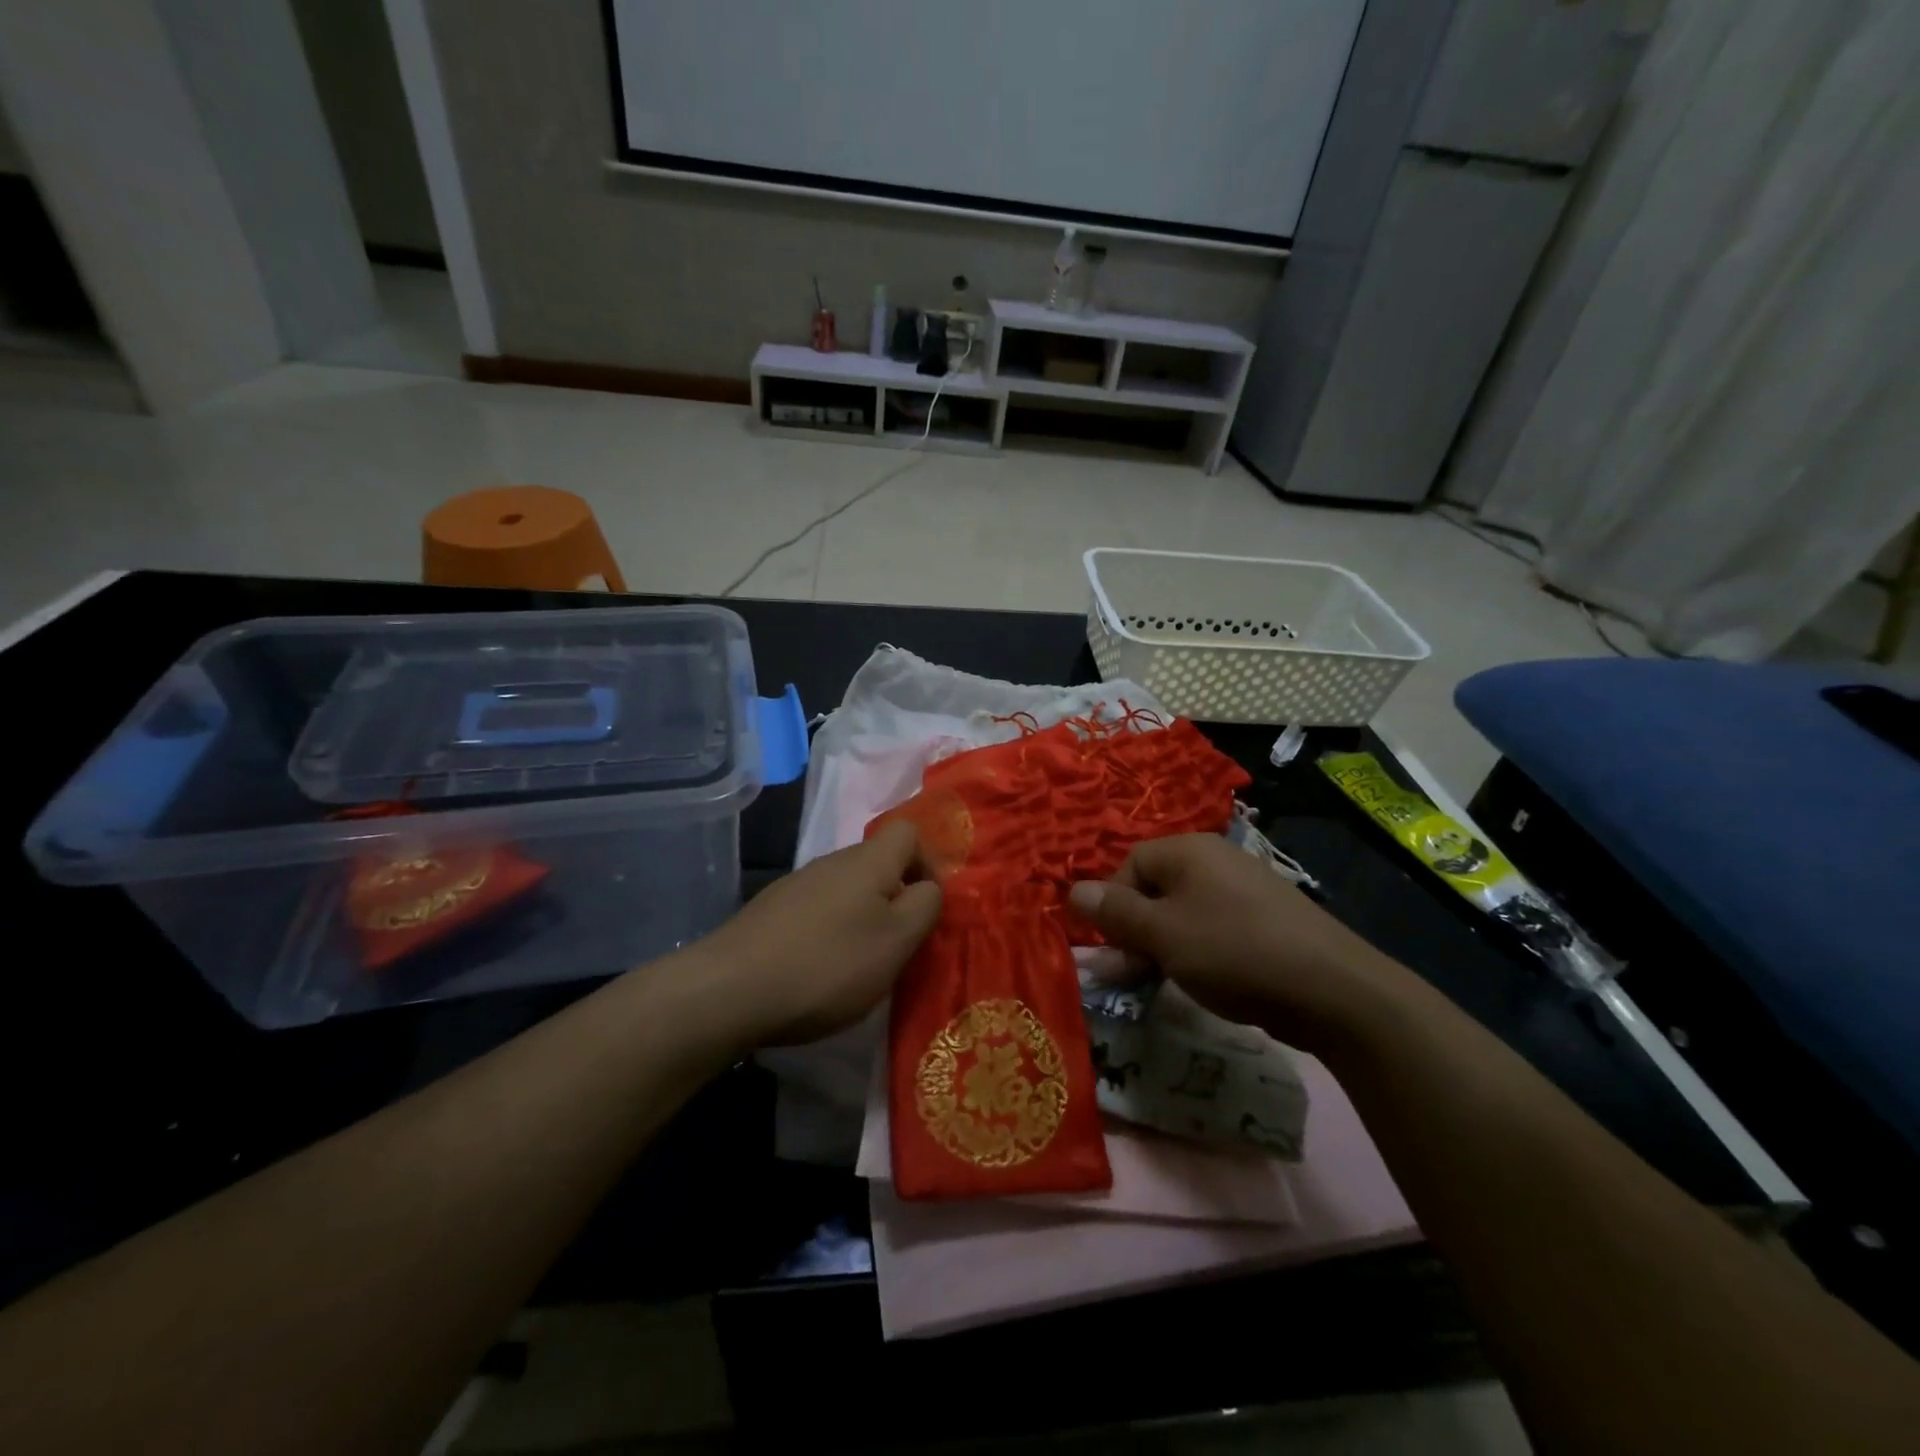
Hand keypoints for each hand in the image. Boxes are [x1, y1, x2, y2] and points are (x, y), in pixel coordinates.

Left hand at [696, 821, 942, 1048]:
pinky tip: (818, 971)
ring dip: (862, 919)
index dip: (927, 864)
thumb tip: (929, 886)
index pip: (909, 832)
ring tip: (858, 966)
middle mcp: (832, 861)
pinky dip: (829, 934)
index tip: (926, 909)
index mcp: (868, 860)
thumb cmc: (828, 964)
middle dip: (895, 899)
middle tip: (896, 946)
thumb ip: (925, 906)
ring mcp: (797, 884)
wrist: (730, 990)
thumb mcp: (896, 941)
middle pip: (878, 864)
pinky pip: (818, 911)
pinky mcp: (771, 911)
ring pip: (847, 889)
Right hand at [1068, 833, 1411, 1052]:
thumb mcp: (1162, 934)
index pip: (1128, 866)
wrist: (1334, 990)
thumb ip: (1115, 912)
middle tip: (1131, 975)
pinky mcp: (1265, 920)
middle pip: (1154, 889)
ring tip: (1165, 981)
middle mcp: (1214, 860)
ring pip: (1183, 913)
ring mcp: (1244, 889)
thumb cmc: (1233, 951)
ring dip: (1163, 946)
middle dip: (1135, 931)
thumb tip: (1072, 890)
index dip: (1113, 906)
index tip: (1114, 950)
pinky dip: (1198, 952)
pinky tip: (1205, 981)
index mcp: (1188, 851)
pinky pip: (1214, 928)